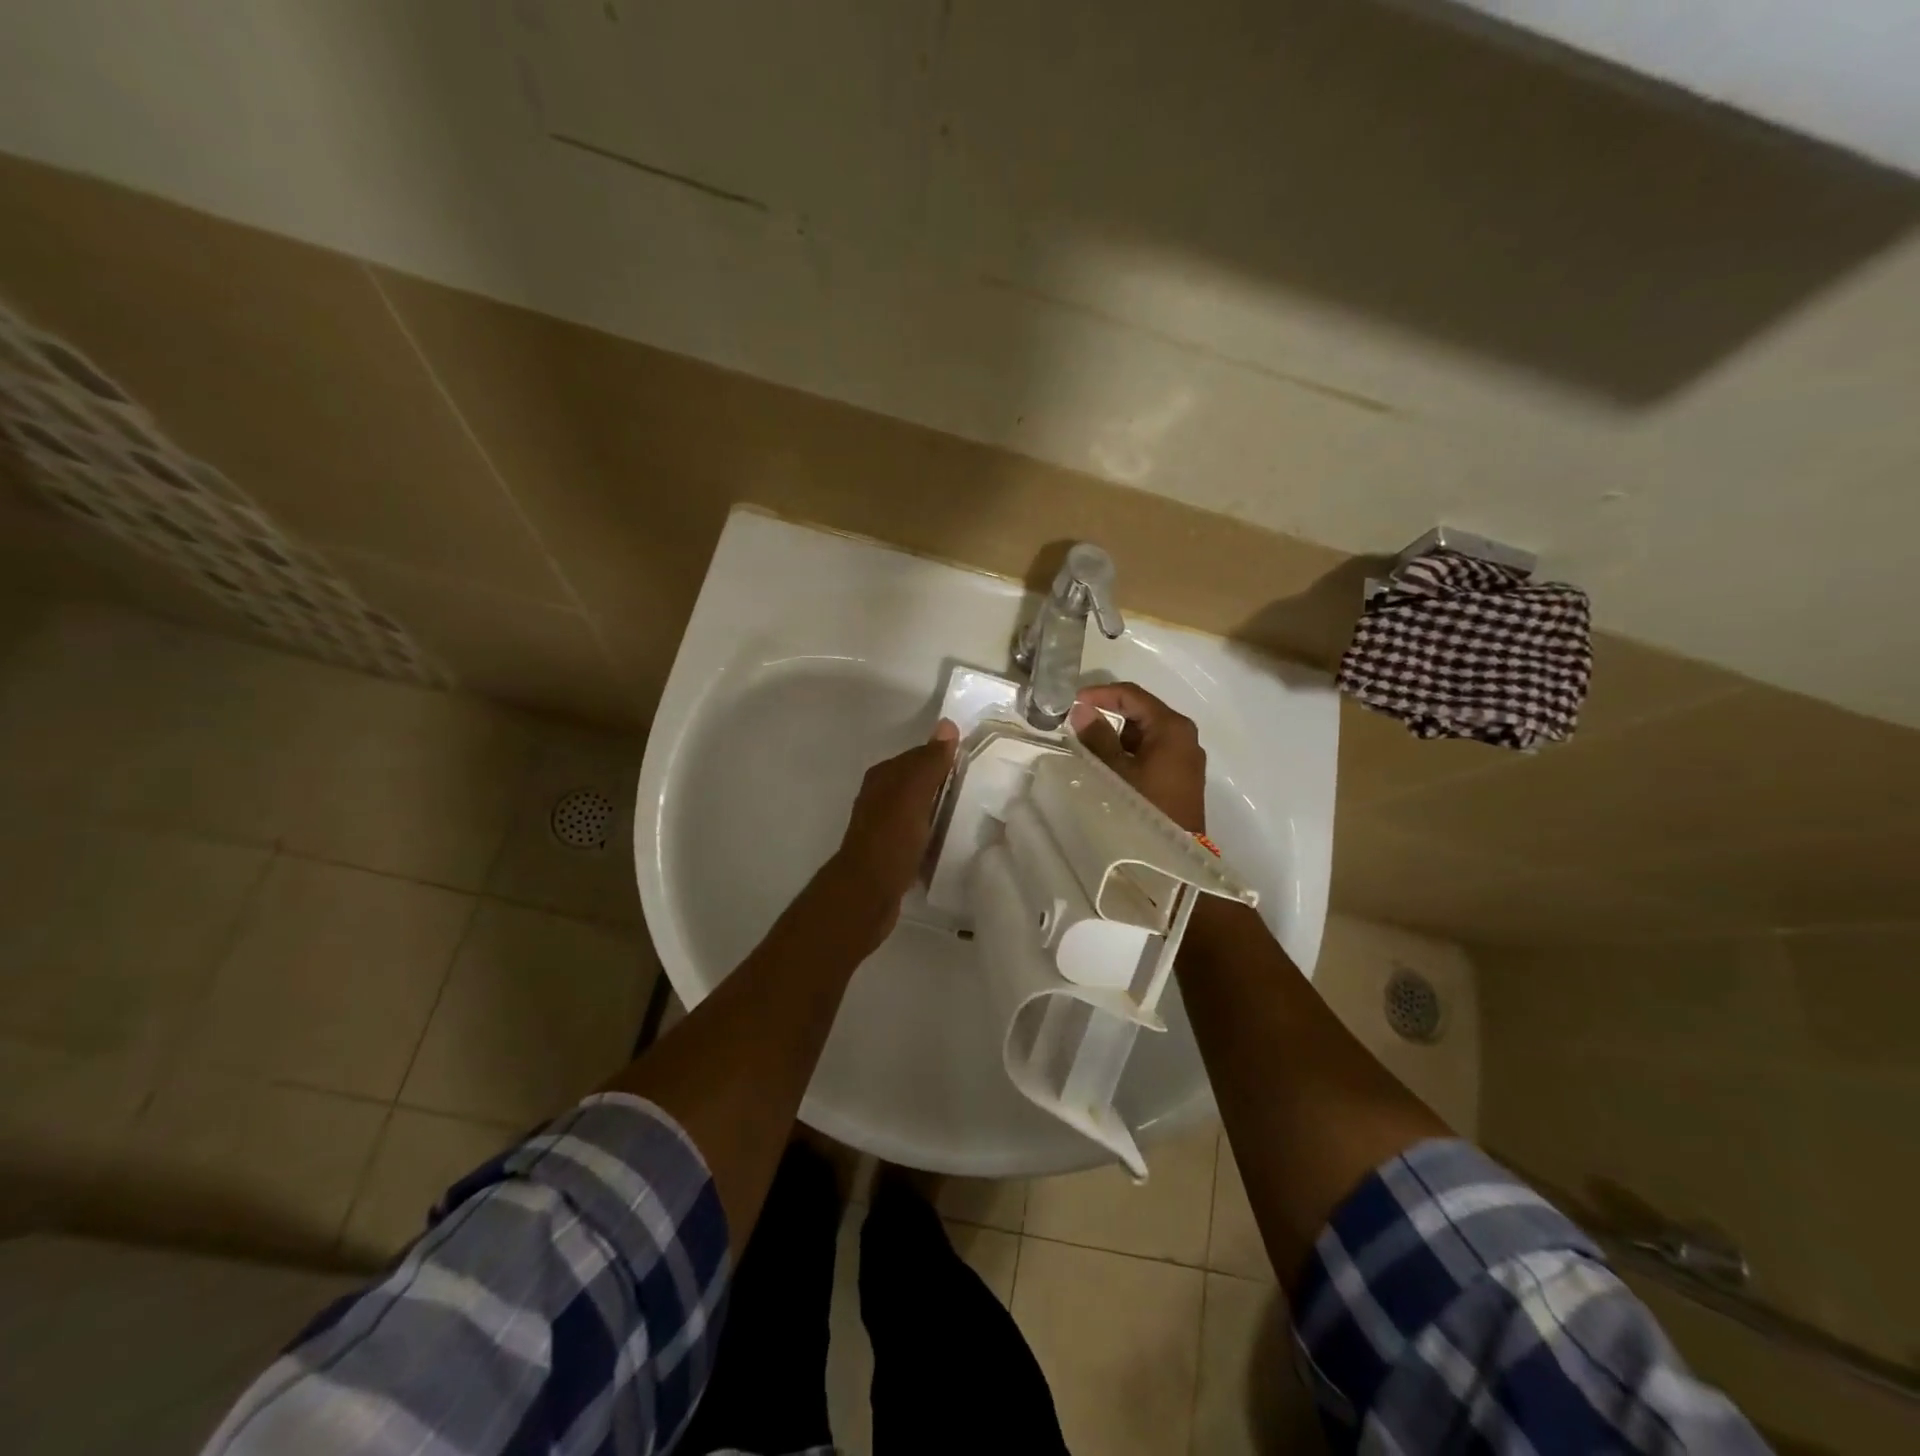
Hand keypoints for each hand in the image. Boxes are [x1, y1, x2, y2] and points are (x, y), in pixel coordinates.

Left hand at [827, 720, 960, 930]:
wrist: (867, 894)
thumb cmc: (891, 838)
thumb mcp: (914, 794)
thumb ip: (930, 761)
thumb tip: (947, 724)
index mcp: (883, 777)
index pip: (918, 755)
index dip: (944, 757)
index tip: (974, 763)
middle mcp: (879, 797)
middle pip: (918, 782)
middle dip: (943, 784)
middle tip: (979, 789)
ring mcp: (883, 827)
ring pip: (918, 809)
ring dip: (939, 810)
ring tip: (969, 815)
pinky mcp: (890, 853)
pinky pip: (917, 835)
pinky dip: (932, 834)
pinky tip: (949, 843)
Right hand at [1068, 683, 1207, 832]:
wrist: (1175, 857)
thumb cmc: (1144, 807)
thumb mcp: (1115, 770)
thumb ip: (1097, 737)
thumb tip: (1082, 710)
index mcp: (1171, 727)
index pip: (1132, 695)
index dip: (1100, 694)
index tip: (1072, 702)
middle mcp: (1183, 735)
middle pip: (1140, 712)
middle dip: (1107, 715)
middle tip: (1076, 724)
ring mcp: (1184, 756)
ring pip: (1144, 734)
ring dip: (1117, 736)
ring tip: (1087, 748)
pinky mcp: (1180, 775)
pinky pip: (1151, 751)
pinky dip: (1129, 752)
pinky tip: (1108, 766)